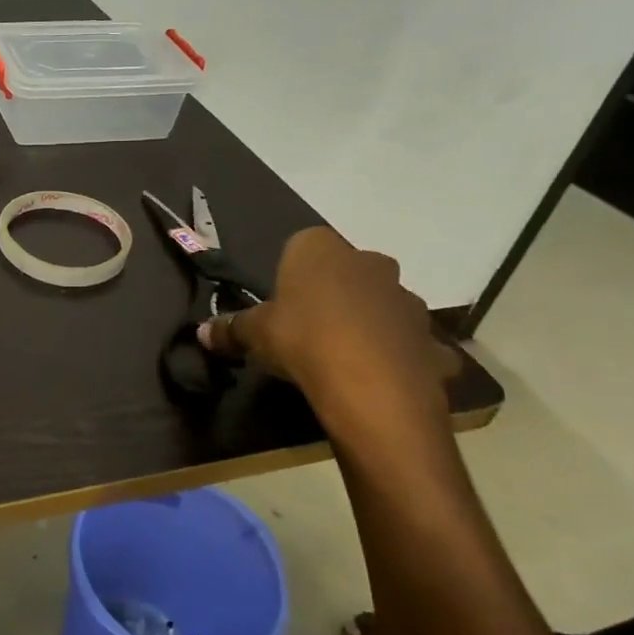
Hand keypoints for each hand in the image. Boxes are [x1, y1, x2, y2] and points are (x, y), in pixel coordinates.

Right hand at [199, 227, 456, 444]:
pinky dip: (400, 358)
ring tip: (345, 358)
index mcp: (320, 249)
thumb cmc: (302, 340)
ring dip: (369, 323)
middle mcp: (368, 262)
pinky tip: (380, 380)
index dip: (291, 275)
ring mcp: (406, 299)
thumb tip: (201, 332)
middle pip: (347, 272)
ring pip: (382, 305)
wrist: (372, 387)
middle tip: (310, 329)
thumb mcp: (253, 334)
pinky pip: (411, 344)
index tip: (281, 305)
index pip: (301, 247)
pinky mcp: (431, 338)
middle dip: (334, 293)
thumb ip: (230, 329)